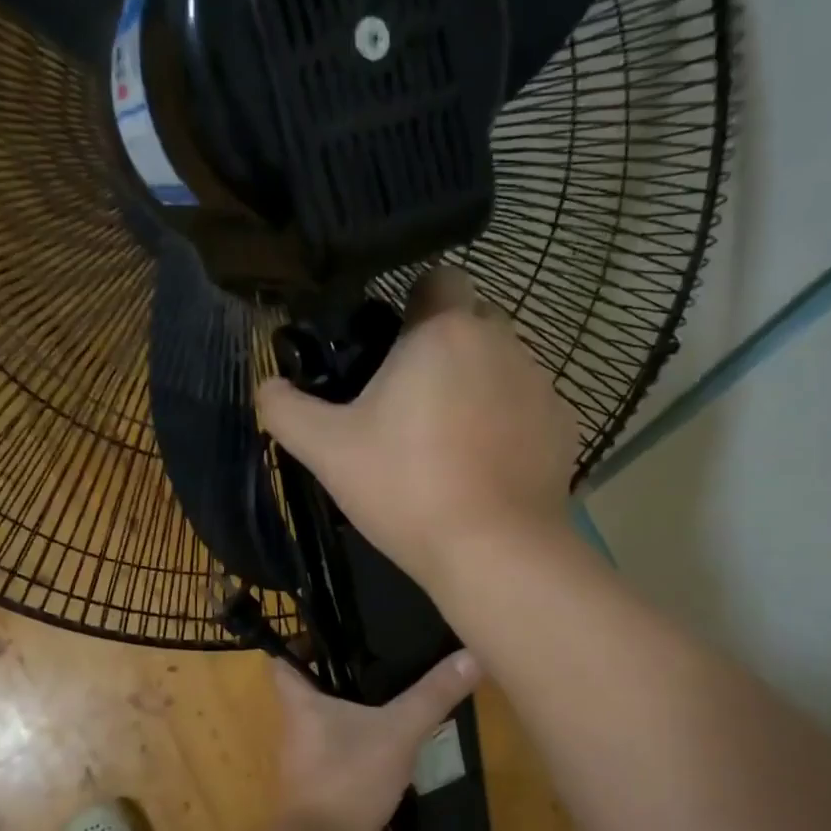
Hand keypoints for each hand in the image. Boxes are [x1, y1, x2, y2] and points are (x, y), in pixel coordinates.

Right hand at [255, 268, 578, 596]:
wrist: (493, 551)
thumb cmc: (406, 489)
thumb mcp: (327, 451)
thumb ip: (286, 410)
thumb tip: (267, 386)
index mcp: (444, 331)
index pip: (438, 278)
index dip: (411, 304)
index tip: (390, 348)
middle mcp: (502, 341)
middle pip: (471, 322)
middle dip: (443, 347)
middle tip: (410, 402)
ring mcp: (540, 384)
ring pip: (501, 364)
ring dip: (477, 385)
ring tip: (450, 443)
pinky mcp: (563, 426)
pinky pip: (528, 407)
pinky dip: (508, 424)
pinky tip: (487, 467)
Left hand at [273, 651, 481, 830]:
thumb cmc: (348, 777)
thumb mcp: (399, 730)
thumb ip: (434, 695)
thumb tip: (472, 655)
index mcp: (298, 701)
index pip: (281, 657)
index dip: (297, 638)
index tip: (327, 622)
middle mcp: (295, 724)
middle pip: (308, 684)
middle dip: (335, 666)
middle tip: (372, 644)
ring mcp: (307, 756)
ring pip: (326, 717)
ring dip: (351, 702)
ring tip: (388, 679)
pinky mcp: (323, 781)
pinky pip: (340, 746)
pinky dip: (360, 735)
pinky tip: (390, 731)